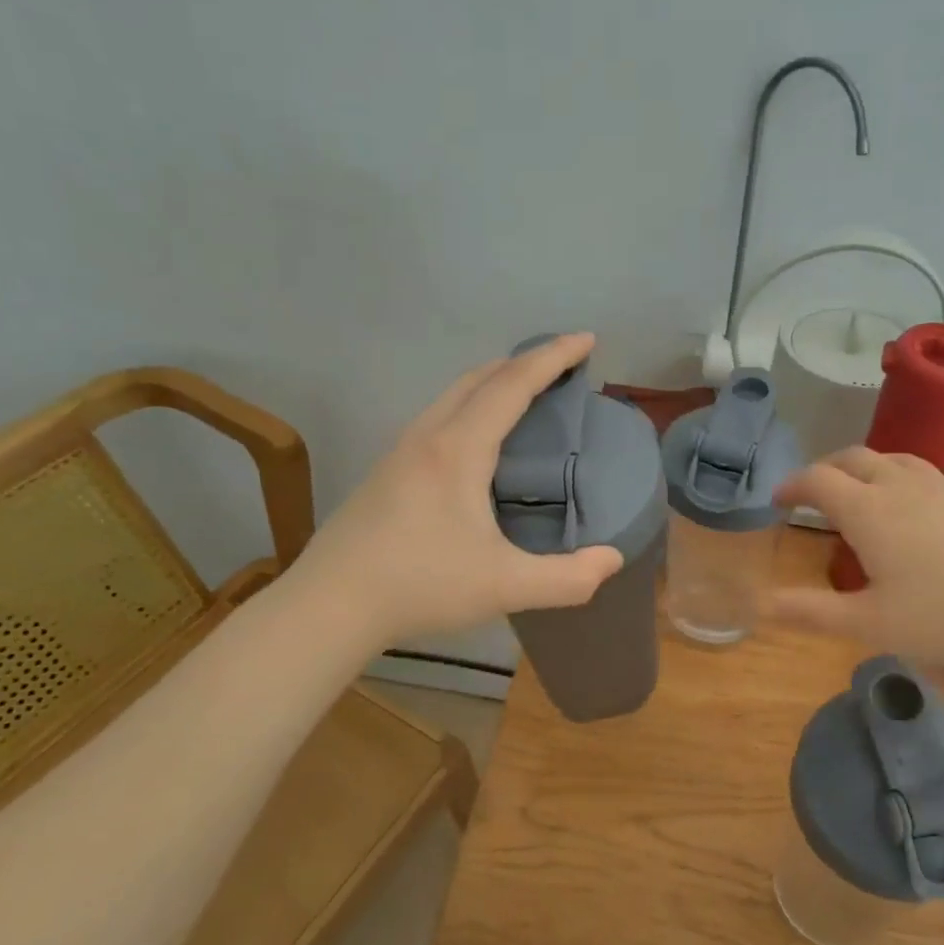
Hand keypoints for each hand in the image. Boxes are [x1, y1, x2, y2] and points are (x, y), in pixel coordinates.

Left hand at [294, 334, 622, 645]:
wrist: (330, 604)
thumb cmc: (420, 586)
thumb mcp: (506, 587)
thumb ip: (568, 578)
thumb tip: (613, 559)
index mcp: (459, 450)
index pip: (513, 384)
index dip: (553, 357)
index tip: (586, 340)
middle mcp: (428, 437)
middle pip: (480, 378)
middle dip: (524, 361)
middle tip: (560, 365)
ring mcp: (400, 452)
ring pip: (452, 395)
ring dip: (493, 382)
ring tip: (524, 395)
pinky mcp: (386, 472)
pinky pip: (438, 417)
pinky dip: (470, 406)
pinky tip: (477, 442)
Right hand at [770, 448, 943, 668]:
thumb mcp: (871, 624)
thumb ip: (812, 612)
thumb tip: (762, 604)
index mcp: (869, 510)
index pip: (818, 480)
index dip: (792, 485)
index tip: (778, 500)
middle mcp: (901, 485)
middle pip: (853, 457)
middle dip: (824, 469)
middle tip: (813, 493)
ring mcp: (943, 487)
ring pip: (891, 458)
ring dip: (863, 468)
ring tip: (858, 492)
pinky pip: (923, 472)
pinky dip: (898, 478)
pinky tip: (912, 509)